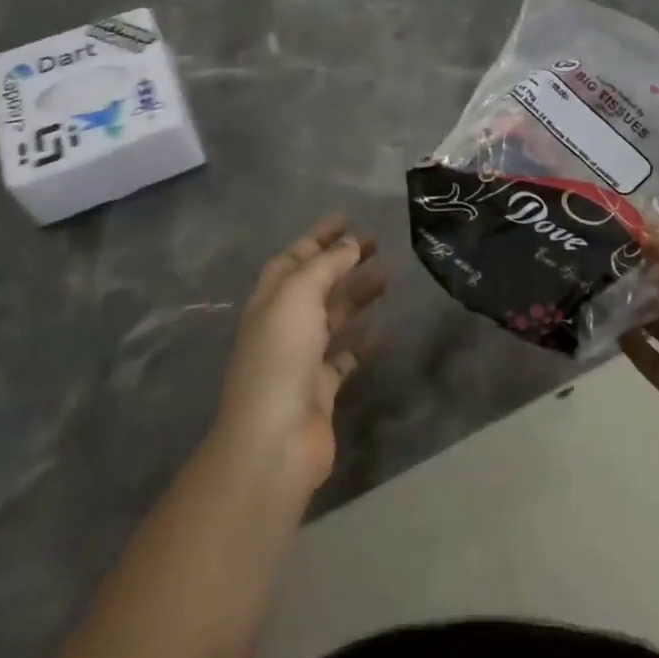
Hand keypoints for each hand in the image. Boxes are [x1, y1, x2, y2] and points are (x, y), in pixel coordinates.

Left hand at [215, 214, 385, 496]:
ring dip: (356, 295)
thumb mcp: (299, 295)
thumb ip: (325, 265)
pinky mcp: (321, 388)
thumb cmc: (281, 355)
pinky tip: (383, 329)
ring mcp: (301, 358)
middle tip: (376, 244)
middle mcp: (284, 324)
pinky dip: (362, 341)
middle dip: (341, 261)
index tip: (348, 218)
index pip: (295, 257)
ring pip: (332, 316)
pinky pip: (344, 356)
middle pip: (315, 283)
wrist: (275, 439)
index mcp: (271, 299)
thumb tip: (350, 244)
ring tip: (387, 277)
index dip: (318, 237)